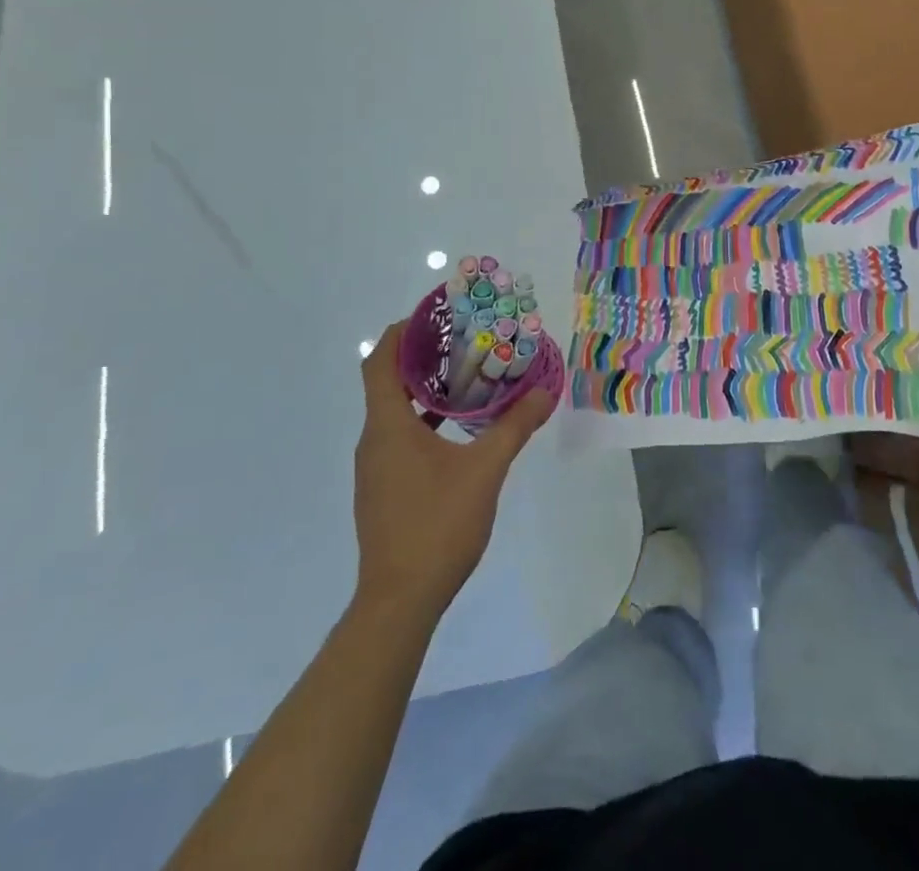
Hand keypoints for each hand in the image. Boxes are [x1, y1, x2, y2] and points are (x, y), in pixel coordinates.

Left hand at [352, 322, 555, 624]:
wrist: (399, 601)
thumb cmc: (437, 525)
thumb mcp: (485, 471)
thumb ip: (514, 426)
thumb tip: (545, 391)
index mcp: (387, 425)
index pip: (380, 361)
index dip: (402, 332)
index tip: (434, 316)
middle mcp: (373, 440)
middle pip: (387, 382)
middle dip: (422, 357)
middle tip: (463, 341)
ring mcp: (375, 468)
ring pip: (393, 411)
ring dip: (424, 390)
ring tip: (467, 378)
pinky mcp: (382, 489)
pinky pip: (398, 437)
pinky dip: (423, 421)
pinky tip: (457, 430)